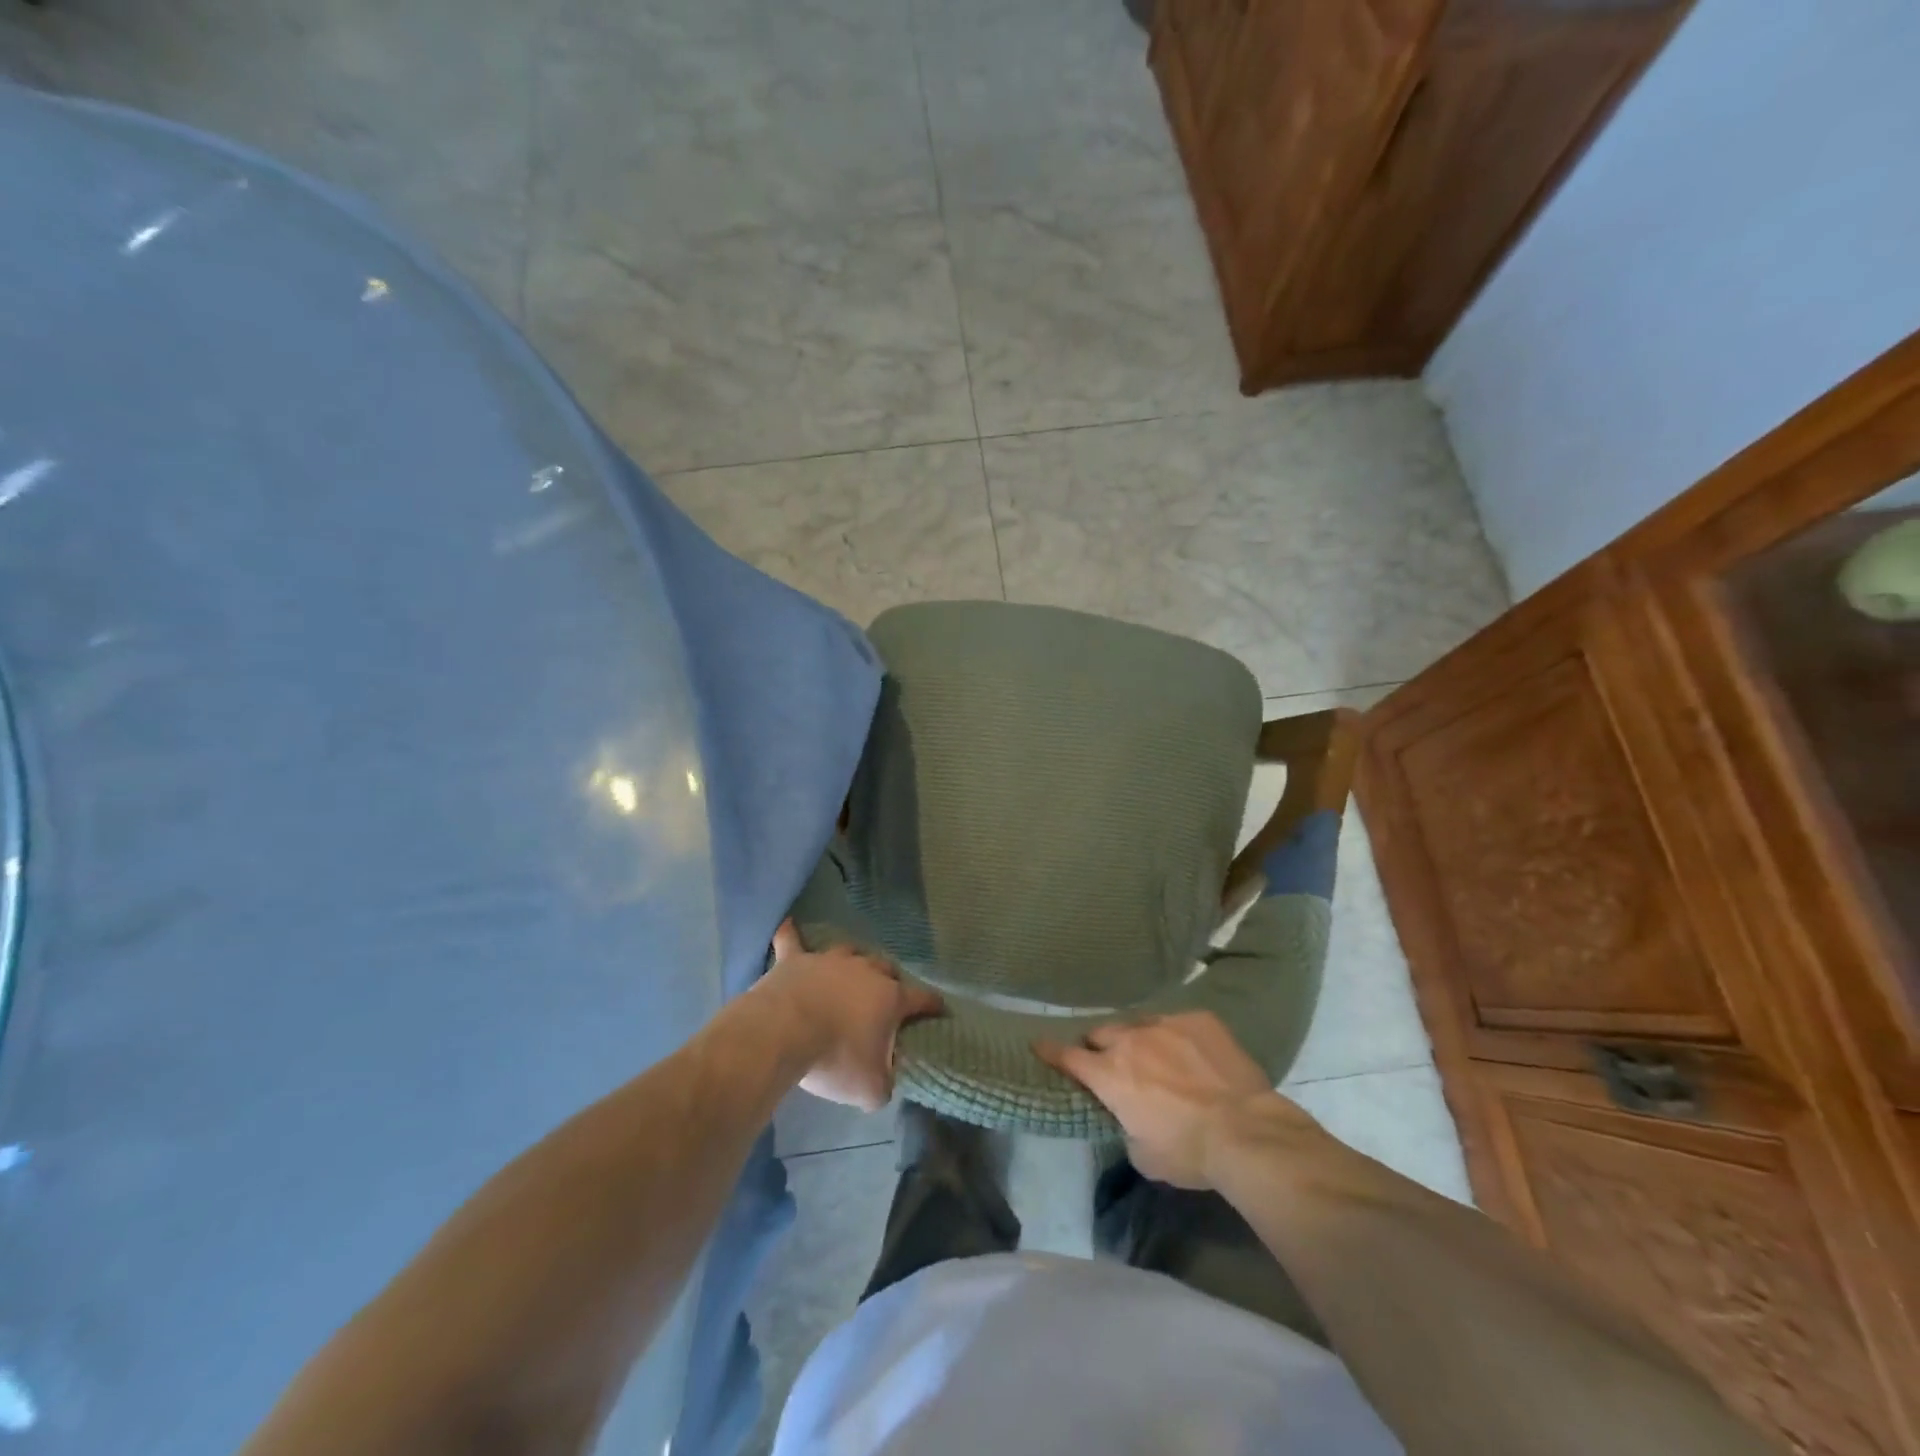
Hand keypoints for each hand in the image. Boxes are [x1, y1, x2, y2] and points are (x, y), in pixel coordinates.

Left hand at [761, 919, 943, 1111]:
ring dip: (853, 961)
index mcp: (890, 998)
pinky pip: (792, 941)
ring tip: (851, 971)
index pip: (922, 998)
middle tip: (886, 997)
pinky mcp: (795, 960)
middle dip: (890, 980)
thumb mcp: (870, 1089)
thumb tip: (884, 1081)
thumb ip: (884, 1083)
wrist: (783, 1033)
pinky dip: (791, 934)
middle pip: (885, 968)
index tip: (939, 1008)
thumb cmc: (834, 1058)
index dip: (933, 1004)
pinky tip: (787, 925)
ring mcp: (829, 960)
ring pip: (849, 951)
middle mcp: (865, 971)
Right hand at [1037, 1012, 1317, 1187]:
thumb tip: (1128, 1116)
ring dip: (1139, 1040)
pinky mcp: (1198, 1019)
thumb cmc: (1188, 1151)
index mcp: (1109, 1074)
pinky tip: (1193, 1054)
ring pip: (1139, 1024)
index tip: (1038, 1043)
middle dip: (1101, 1047)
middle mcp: (1129, 1040)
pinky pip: (1177, 1023)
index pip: (1067, 1057)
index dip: (1051, 1051)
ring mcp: (1165, 1024)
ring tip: (1156, 1057)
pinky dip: (1177, 1037)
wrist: (1245, 1130)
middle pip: (1102, 1034)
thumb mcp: (1142, 1154)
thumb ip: (1125, 1126)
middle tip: (1112, 1063)